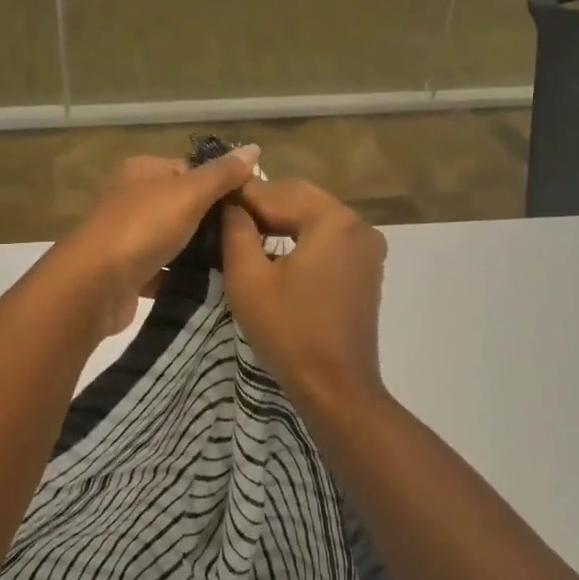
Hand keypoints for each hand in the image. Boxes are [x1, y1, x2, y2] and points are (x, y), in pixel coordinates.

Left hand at [54, 148, 260, 334]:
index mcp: (142, 170)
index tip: (251, 206)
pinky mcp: (127, 271)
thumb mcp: (189, 193)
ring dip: (199, 250)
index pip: (190, 169)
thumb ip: (222, 174)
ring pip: (174, 238)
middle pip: (183, 204)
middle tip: (248, 236)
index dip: (220, 185)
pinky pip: (164, 269)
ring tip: (235, 260)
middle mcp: (131, 198)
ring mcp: (127, 236)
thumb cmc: (142, 227)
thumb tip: (254, 148)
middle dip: (213, 221)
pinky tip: (210, 284)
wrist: (93, 286)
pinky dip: (183, 276)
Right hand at [220, 178, 388, 409]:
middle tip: (225, 215)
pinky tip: (275, 248)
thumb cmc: (289, 331)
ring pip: (315, 215)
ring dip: (282, 218)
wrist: (336, 387)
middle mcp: (357, 224)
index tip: (211, 199)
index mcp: (333, 220)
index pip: (278, 192)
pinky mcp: (367, 266)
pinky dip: (302, 235)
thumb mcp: (248, 279)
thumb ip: (236, 231)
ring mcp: (367, 246)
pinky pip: (329, 236)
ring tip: (244, 230)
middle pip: (301, 198)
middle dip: (263, 203)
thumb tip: (231, 206)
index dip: (241, 195)